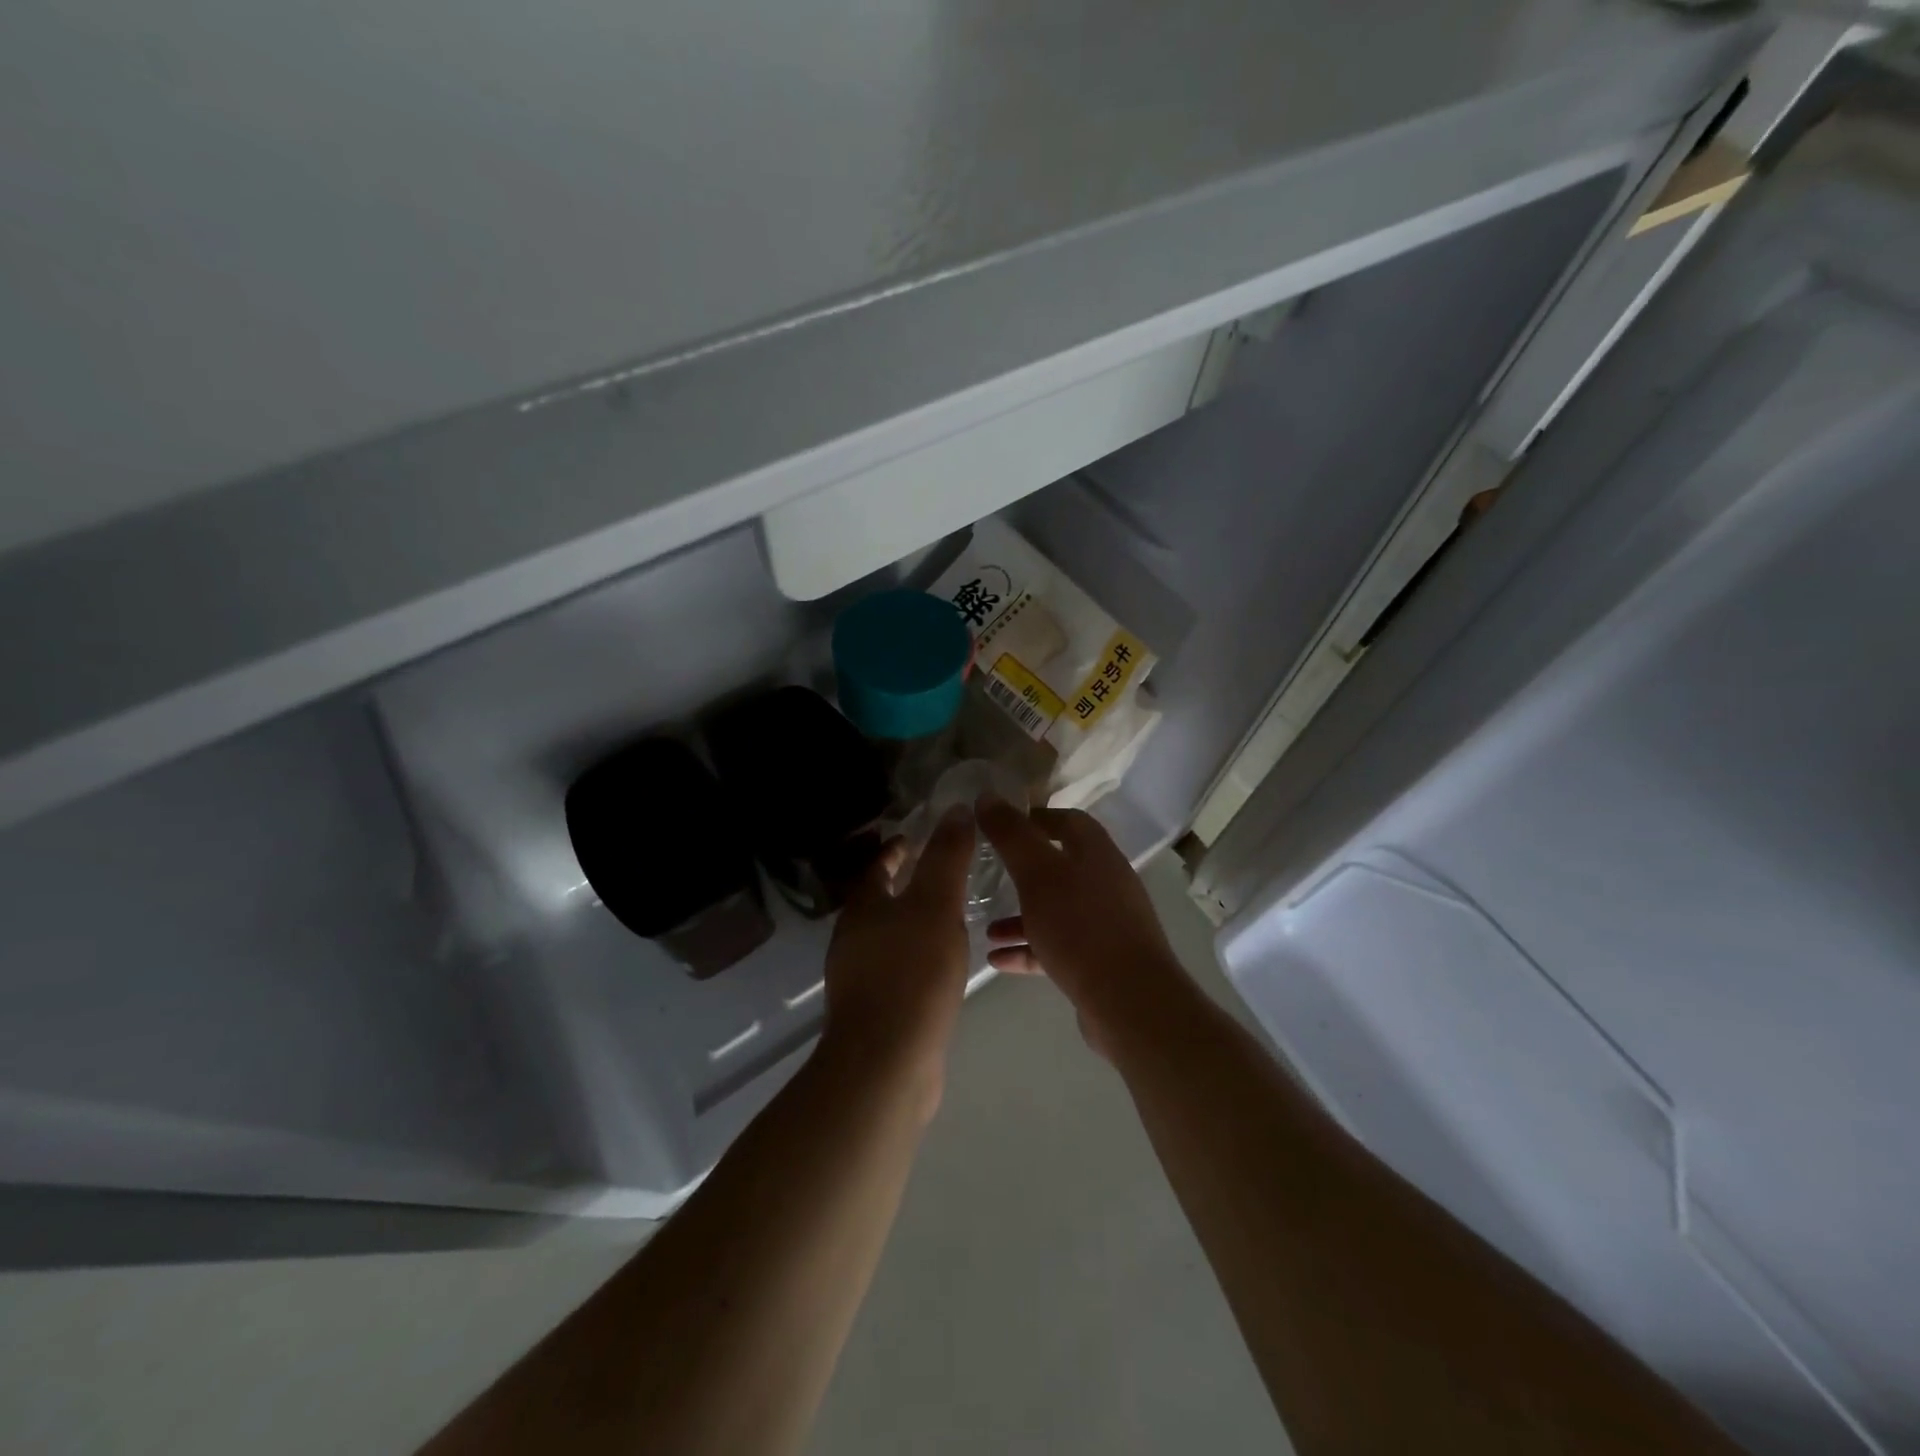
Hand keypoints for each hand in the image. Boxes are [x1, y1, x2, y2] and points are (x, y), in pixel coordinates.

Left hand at [819, 805, 976, 1117]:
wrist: (887, 1061)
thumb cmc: (912, 972)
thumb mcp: (936, 904)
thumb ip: (947, 857)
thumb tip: (956, 809)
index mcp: (863, 907)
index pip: (878, 866)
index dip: (897, 850)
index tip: (917, 839)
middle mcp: (853, 937)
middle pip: (879, 900)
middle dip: (905, 884)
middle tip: (942, 874)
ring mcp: (859, 976)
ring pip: (888, 935)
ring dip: (912, 920)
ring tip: (949, 916)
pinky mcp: (874, 1008)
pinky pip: (897, 967)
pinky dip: (916, 954)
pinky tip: (941, 965)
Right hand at [976, 798, 1189, 1055]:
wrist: (1129, 1001)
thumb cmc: (1080, 926)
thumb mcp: (1037, 873)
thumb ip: (1011, 834)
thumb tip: (987, 796)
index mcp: (1096, 853)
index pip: (1067, 821)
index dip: (1034, 819)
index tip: (998, 826)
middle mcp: (1105, 882)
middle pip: (1059, 867)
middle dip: (1021, 872)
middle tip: (987, 876)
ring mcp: (1106, 923)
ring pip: (1056, 910)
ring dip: (1020, 916)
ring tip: (984, 927)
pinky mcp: (1100, 961)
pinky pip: (1058, 946)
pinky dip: (1029, 948)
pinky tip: (997, 960)